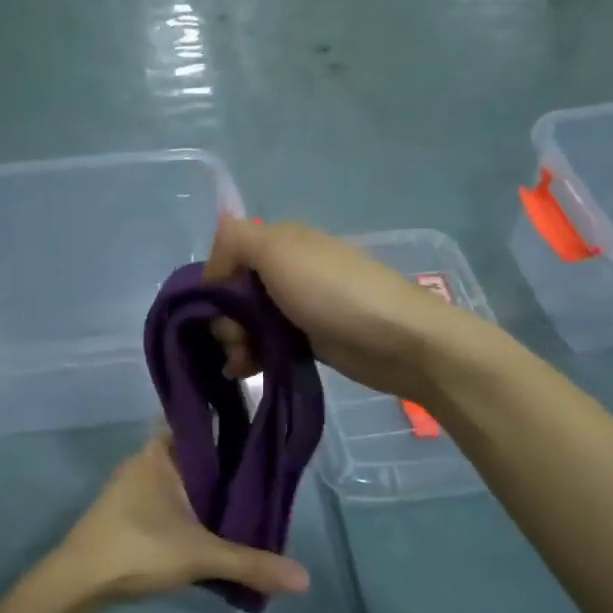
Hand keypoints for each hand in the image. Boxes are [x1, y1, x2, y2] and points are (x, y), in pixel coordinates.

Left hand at [45, 437, 310, 607]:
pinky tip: (211, 526)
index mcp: (161, 452)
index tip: (263, 436)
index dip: (231, 427)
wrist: (75, 583)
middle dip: (226, 467)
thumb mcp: (200, 556)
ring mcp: (132, 486)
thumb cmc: (137, 549)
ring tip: (246, 504)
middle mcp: (146, 460)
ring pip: (181, 480)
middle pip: (195, 455)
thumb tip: (305, 579)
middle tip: (265, 480)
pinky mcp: (126, 512)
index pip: (202, 424)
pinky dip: (189, 507)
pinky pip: (168, 499)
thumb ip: (251, 563)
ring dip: (206, 491)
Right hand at [202, 216, 476, 402]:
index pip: (228, 255)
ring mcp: (300, 305)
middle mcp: (288, 268)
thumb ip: (236, 241)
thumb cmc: (334, 293)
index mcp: (281, 241)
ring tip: (242, 364)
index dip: (215, 282)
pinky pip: (269, 343)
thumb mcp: (279, 252)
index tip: (214, 308)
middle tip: (236, 341)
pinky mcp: (310, 339)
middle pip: (235, 292)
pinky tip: (246, 371)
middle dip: (226, 318)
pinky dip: (254, 356)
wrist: (399, 340)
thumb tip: (213, 261)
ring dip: (237, 342)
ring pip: (250, 321)